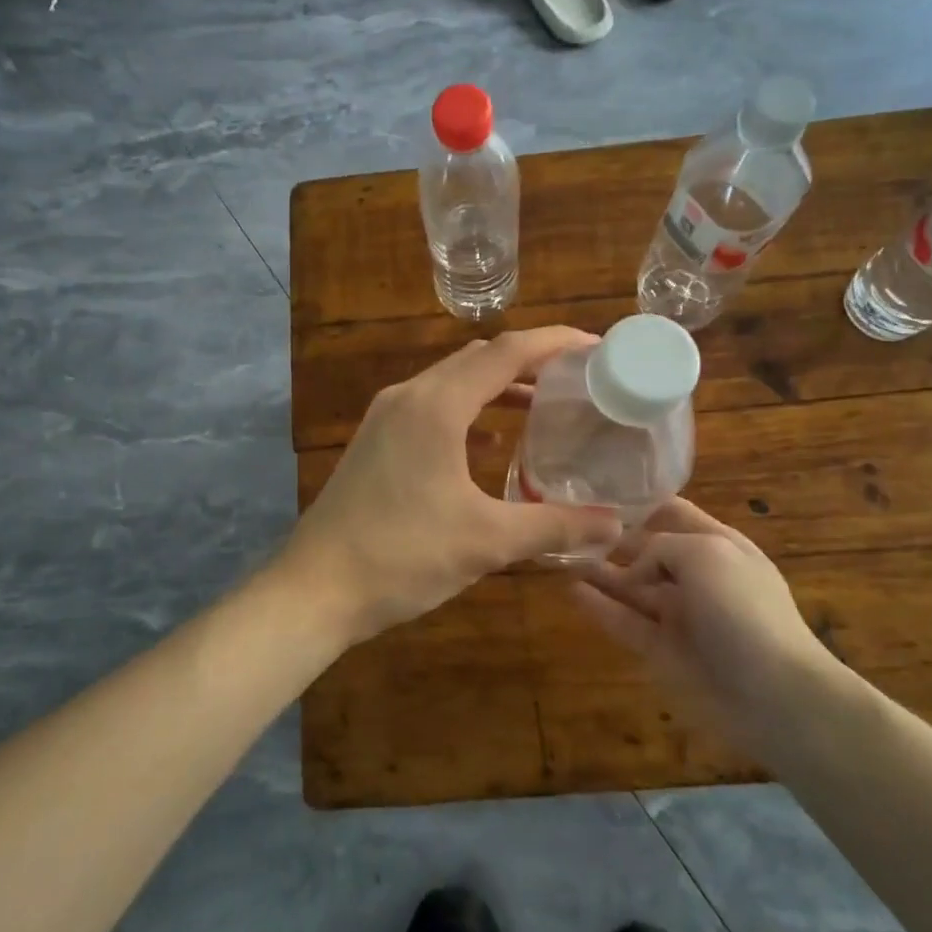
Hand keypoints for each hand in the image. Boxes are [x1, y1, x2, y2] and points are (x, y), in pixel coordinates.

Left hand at [286, 328, 623, 644]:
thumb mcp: (487, 542)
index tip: (598, 349)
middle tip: (578, 380)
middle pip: (479, 359)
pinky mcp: (375, 440)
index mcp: (437, 405)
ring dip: (498, 387)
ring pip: (453, 382)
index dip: (556, 343)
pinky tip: (492, 444)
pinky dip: (469, 413)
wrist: (315, 588)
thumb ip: (556, 526)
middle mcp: (409, 396)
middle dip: (530, 362)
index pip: (508, 352)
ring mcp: (386, 416)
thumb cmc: (401, 557)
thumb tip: (616, 526)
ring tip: (544, 406)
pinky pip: (432, 407)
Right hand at [569, 499, 837, 745]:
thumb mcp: (706, 554)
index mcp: (718, 545)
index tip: (598, 494)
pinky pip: (626, 622)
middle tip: (568, 526)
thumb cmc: (745, 610)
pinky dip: (600, 607)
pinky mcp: (664, 651)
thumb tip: (634, 568)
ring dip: (600, 571)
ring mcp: (680, 616)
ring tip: (561, 554)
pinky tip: (571, 590)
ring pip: (632, 587)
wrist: (776, 696)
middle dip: (613, 539)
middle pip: (647, 550)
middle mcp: (698, 576)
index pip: (673, 514)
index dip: (640, 504)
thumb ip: (660, 546)